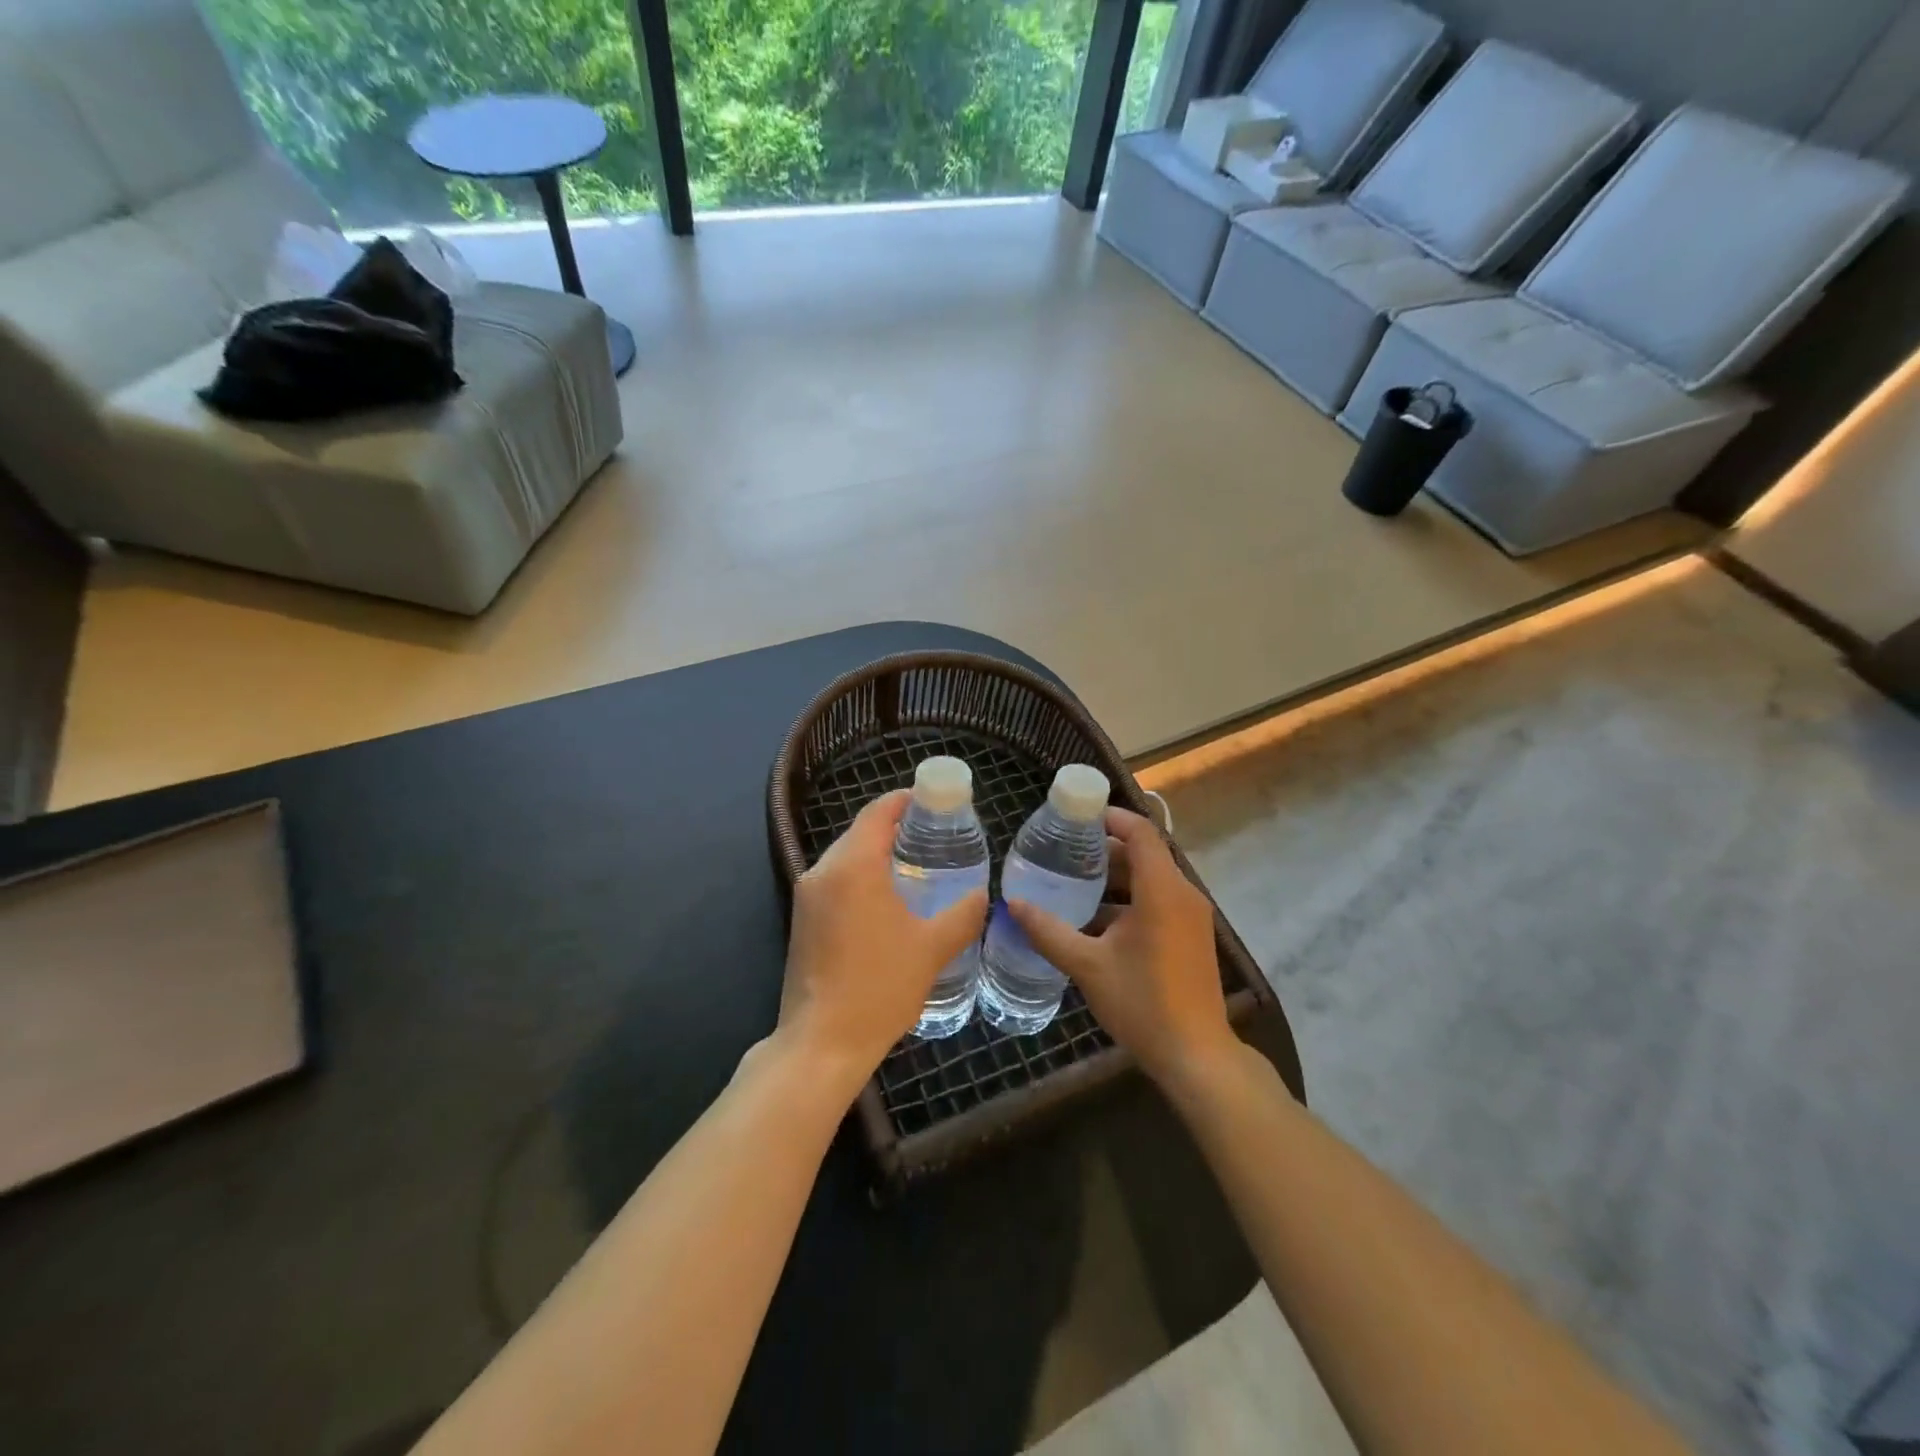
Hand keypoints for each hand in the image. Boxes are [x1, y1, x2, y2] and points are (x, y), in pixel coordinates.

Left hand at [777, 789, 987, 1095]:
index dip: (906, 800)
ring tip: (918, 865)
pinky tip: (889, 899)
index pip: (879, 812)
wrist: (822, 1043)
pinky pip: (836, 881)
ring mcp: (807, 896)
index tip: (936, 801)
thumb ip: (962, 914)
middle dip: (896, 827)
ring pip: (846, 857)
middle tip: (935, 836)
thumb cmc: (880, 987)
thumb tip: (982, 894)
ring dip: (878, 853)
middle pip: (861, 831)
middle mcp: (823, 871)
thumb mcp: (932, 948)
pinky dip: (862, 877)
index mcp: (853, 866)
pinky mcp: (802, 920)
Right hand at [1008, 807, 1237, 1087]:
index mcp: (1162, 891)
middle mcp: (1183, 895)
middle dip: (1105, 849)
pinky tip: (1095, 920)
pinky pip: (1158, 901)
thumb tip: (1012, 904)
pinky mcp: (1191, 937)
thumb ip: (1048, 930)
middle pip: (1145, 854)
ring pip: (1151, 880)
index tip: (1078, 816)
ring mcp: (1191, 917)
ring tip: (1073, 882)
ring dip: (1116, 878)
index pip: (1140, 833)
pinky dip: (1129, 900)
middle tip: (1064, 850)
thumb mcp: (1087, 965)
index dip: (1111, 818)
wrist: (1196, 1056)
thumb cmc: (1142, 1003)